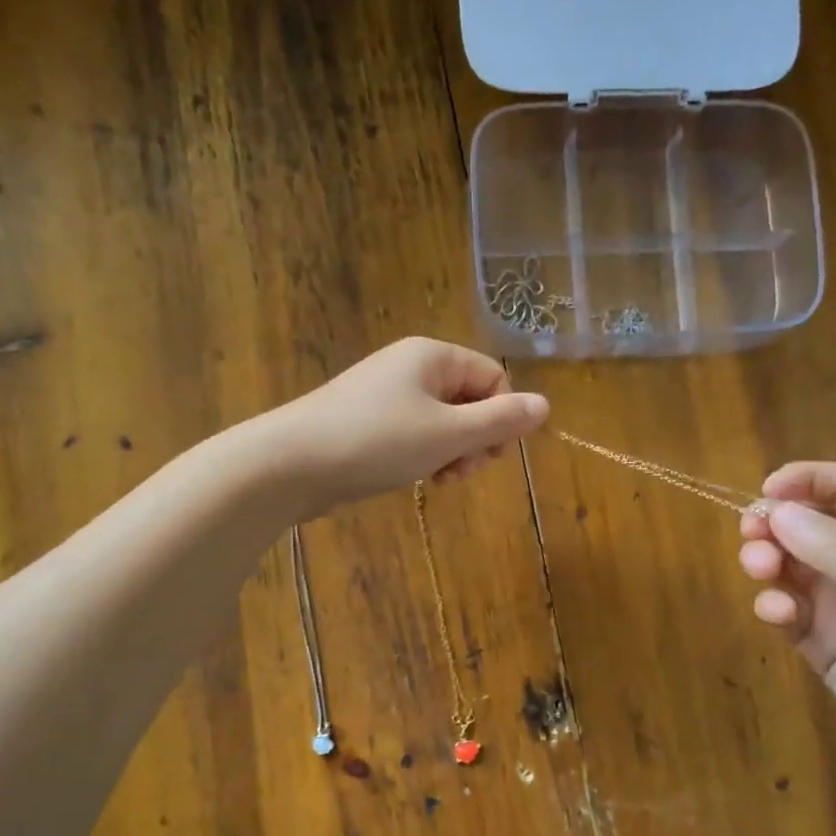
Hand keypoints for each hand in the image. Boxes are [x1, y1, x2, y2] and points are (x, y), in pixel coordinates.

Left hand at [265, 338, 548, 511]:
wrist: (289, 463)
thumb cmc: (375, 441)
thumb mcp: (447, 434)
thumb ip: (500, 421)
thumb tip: (546, 405)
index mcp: (433, 356)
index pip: (494, 378)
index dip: (501, 418)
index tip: (487, 455)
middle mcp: (411, 367)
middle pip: (470, 400)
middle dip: (475, 440)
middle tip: (457, 472)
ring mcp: (386, 395)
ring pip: (443, 422)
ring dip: (451, 453)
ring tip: (436, 479)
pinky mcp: (367, 422)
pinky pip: (414, 434)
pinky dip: (423, 456)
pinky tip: (414, 478)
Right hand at [738, 462, 835, 779]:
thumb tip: (775, 509)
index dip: (804, 481)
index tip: (764, 491)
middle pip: (806, 525)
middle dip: (774, 524)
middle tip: (752, 537)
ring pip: (788, 565)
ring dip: (768, 561)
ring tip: (762, 571)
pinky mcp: (822, 642)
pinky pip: (786, 611)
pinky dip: (774, 606)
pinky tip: (779, 615)